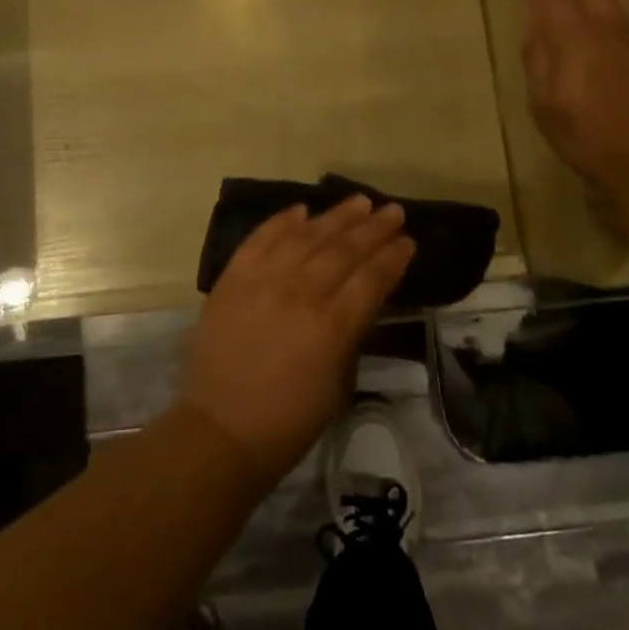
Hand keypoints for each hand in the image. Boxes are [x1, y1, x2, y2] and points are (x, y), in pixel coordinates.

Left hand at [178, 197, 414, 487]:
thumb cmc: (288, 421)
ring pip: (306, 236)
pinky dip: (282, 221)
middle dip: (373, 228)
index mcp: (332, 326)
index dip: (393, 257)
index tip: (408, 241)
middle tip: (393, 210)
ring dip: (335, 216)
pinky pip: (261, 238)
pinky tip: (301, 209)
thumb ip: (351, 336)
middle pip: (344, 250)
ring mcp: (263, 280)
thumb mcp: (338, 386)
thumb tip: (357, 302)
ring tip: (359, 201)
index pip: (371, 279)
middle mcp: (301, 293)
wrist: (220, 428)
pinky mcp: (233, 277)